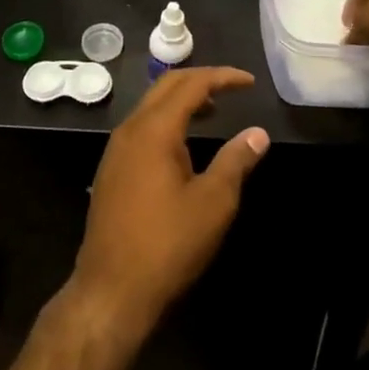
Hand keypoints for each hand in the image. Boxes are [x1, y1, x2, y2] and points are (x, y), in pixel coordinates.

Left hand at [72, 67, 268, 332]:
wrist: (110, 291)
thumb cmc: (167, 245)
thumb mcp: (213, 203)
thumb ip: (236, 161)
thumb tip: (258, 134)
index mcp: (154, 129)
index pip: (191, 84)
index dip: (223, 77)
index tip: (250, 82)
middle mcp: (131, 129)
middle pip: (166, 86)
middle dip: (200, 80)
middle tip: (231, 89)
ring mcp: (116, 149)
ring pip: (151, 105)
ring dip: (182, 100)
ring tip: (213, 111)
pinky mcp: (111, 169)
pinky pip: (142, 126)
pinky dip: (167, 120)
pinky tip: (183, 145)